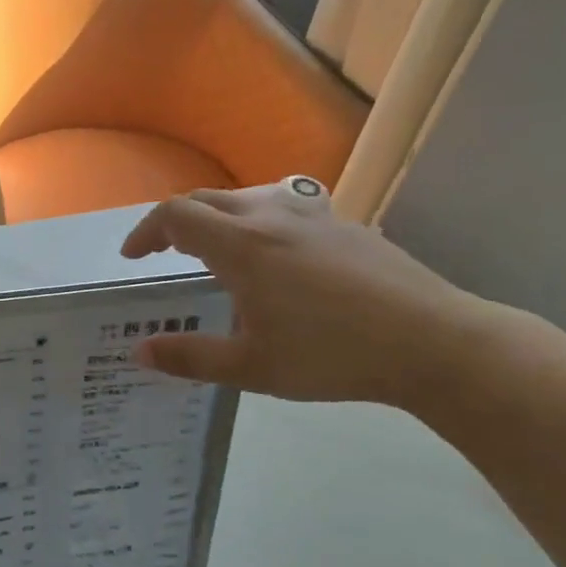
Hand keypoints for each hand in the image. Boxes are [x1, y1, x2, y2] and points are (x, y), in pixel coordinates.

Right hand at [121, 181, 496, 408]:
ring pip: (246, 198)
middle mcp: (271, 216)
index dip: (145, 232)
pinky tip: (276, 260)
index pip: (175, 216)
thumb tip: (139, 351)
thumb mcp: (251, 368)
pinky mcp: (344, 223)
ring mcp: (312, 214)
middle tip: (163, 255)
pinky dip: (257, 223)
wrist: (432, 341)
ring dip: (217, 219)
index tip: (133, 258)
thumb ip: (190, 357)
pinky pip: (283, 208)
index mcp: (241, 245)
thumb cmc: (332, 356)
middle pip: (206, 199)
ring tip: (216, 255)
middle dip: (176, 223)